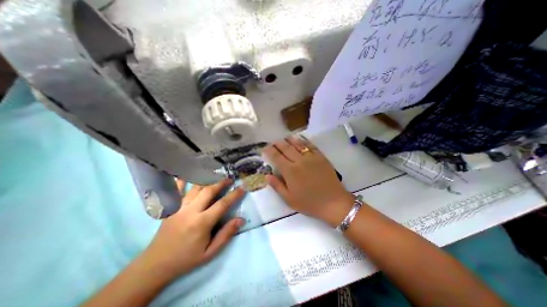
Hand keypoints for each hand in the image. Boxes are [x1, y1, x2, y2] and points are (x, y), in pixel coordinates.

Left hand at [141, 180, 243, 277]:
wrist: (156, 265)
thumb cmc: (186, 259)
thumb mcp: (210, 253)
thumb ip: (226, 235)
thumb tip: (241, 220)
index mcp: (202, 223)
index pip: (222, 204)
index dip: (234, 195)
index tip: (242, 188)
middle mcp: (191, 211)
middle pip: (209, 191)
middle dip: (221, 183)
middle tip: (230, 179)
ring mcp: (179, 207)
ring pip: (195, 188)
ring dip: (207, 180)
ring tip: (215, 176)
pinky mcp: (171, 207)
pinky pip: (176, 190)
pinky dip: (182, 181)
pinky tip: (187, 174)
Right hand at [263, 135, 354, 225]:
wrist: (333, 202)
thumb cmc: (309, 203)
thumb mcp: (289, 199)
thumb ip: (277, 185)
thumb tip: (267, 175)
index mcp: (290, 171)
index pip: (277, 157)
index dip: (269, 151)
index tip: (265, 148)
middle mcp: (299, 161)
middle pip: (286, 148)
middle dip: (278, 144)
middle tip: (273, 142)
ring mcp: (311, 157)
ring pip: (298, 144)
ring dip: (290, 140)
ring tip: (285, 138)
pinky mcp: (321, 157)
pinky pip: (311, 145)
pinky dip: (304, 141)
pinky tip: (300, 139)